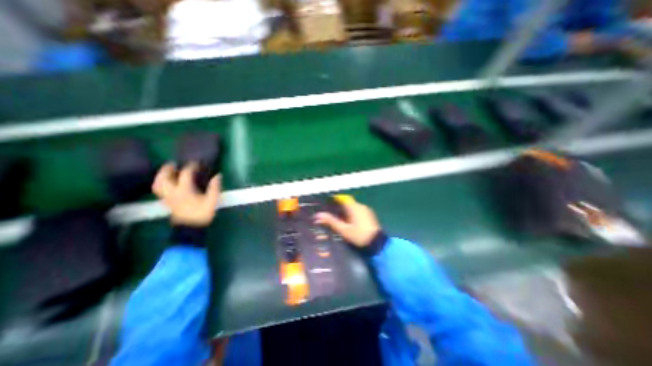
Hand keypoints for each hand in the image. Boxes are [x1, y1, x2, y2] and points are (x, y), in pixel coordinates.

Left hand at [152, 162, 221, 226]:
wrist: (191, 228)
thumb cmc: (202, 213)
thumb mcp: (212, 200)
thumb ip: (214, 187)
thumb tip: (218, 175)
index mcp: (184, 190)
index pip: (185, 174)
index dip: (191, 167)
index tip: (197, 163)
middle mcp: (172, 192)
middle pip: (164, 177)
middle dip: (167, 169)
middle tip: (174, 164)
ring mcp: (167, 197)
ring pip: (158, 184)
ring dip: (161, 176)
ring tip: (168, 172)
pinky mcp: (167, 202)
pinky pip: (160, 190)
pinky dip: (161, 183)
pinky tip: (168, 183)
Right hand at [315, 195, 383, 246]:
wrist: (377, 244)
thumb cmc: (359, 235)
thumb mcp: (344, 230)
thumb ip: (331, 221)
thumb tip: (319, 215)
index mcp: (354, 207)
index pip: (343, 198)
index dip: (335, 200)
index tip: (328, 204)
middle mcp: (360, 206)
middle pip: (348, 203)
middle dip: (340, 207)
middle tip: (331, 213)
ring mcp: (366, 210)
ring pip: (353, 207)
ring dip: (346, 211)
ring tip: (339, 219)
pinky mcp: (369, 215)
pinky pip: (358, 211)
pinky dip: (352, 214)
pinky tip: (349, 222)